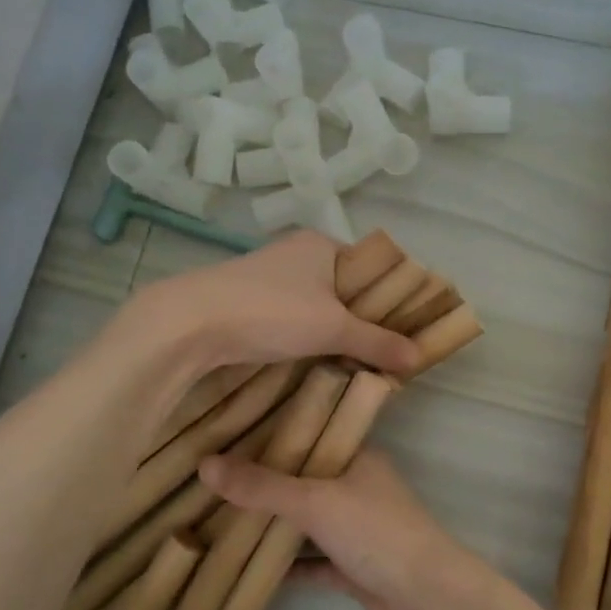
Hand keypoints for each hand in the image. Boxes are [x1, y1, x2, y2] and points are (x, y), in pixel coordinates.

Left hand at [142, 231, 419, 376]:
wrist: (191, 323)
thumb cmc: (271, 311)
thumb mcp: (333, 327)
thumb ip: (377, 341)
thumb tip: (419, 357)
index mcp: (321, 245)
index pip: (369, 268)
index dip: (389, 297)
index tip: (404, 330)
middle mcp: (296, 255)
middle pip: (343, 289)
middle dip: (362, 321)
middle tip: (383, 354)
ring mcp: (269, 279)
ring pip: (316, 307)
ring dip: (332, 334)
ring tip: (355, 364)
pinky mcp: (248, 304)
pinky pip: (291, 321)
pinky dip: (305, 340)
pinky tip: (316, 364)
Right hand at [196, 448, 485, 609]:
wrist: (429, 598)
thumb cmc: (376, 533)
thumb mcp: (314, 502)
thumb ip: (262, 486)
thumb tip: (205, 463)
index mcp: (357, 458)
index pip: (310, 435)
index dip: (272, 434)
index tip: (227, 433)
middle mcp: (357, 488)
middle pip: (303, 480)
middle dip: (264, 483)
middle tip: (211, 479)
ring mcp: (356, 529)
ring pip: (306, 522)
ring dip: (272, 524)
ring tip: (219, 518)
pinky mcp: (354, 568)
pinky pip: (312, 561)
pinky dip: (287, 565)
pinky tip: (247, 567)